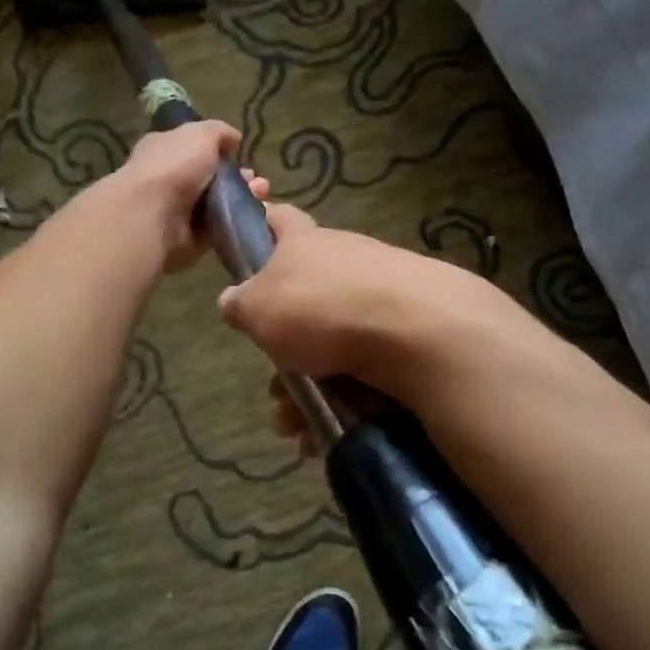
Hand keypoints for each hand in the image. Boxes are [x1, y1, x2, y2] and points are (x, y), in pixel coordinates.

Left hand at [106, 120, 268, 271]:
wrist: (153, 215)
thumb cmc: (174, 166)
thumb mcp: (201, 134)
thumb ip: (220, 133)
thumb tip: (235, 140)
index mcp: (166, 150)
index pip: (196, 148)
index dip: (221, 151)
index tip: (242, 155)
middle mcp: (171, 179)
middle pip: (212, 179)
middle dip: (239, 179)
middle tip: (259, 183)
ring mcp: (179, 211)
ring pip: (219, 205)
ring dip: (243, 200)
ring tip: (261, 196)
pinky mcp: (190, 239)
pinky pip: (219, 230)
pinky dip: (236, 224)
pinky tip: (253, 217)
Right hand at [219, 204, 504, 447]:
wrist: (416, 330)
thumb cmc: (322, 308)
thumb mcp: (260, 308)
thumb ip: (241, 304)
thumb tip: (233, 299)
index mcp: (306, 242)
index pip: (279, 218)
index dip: (261, 226)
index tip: (247, 247)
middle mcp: (346, 260)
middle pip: (304, 301)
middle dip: (284, 353)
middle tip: (276, 390)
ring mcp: (382, 295)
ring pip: (332, 345)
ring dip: (308, 389)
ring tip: (296, 426)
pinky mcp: (409, 331)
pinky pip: (364, 367)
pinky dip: (344, 398)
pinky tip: (329, 431)